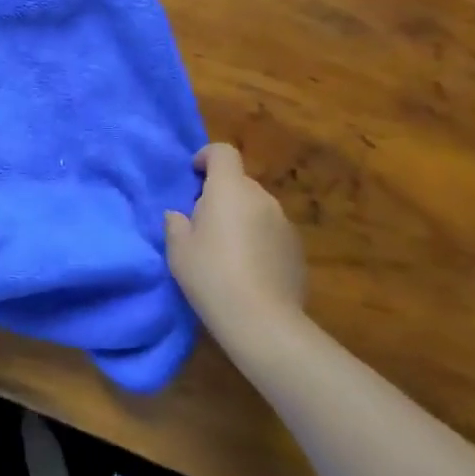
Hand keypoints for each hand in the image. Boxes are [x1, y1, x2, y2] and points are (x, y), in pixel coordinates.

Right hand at [165, 144, 306, 339]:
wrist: (263, 322)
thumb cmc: (212, 275)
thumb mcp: (178, 249)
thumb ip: (176, 224)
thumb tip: (179, 216)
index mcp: (230, 189)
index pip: (223, 152)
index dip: (206, 157)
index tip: (194, 176)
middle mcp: (261, 198)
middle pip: (239, 182)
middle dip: (221, 195)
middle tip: (203, 223)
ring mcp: (284, 223)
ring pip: (256, 208)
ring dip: (241, 218)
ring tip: (227, 251)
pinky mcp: (298, 250)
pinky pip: (272, 232)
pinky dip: (259, 240)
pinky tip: (249, 270)